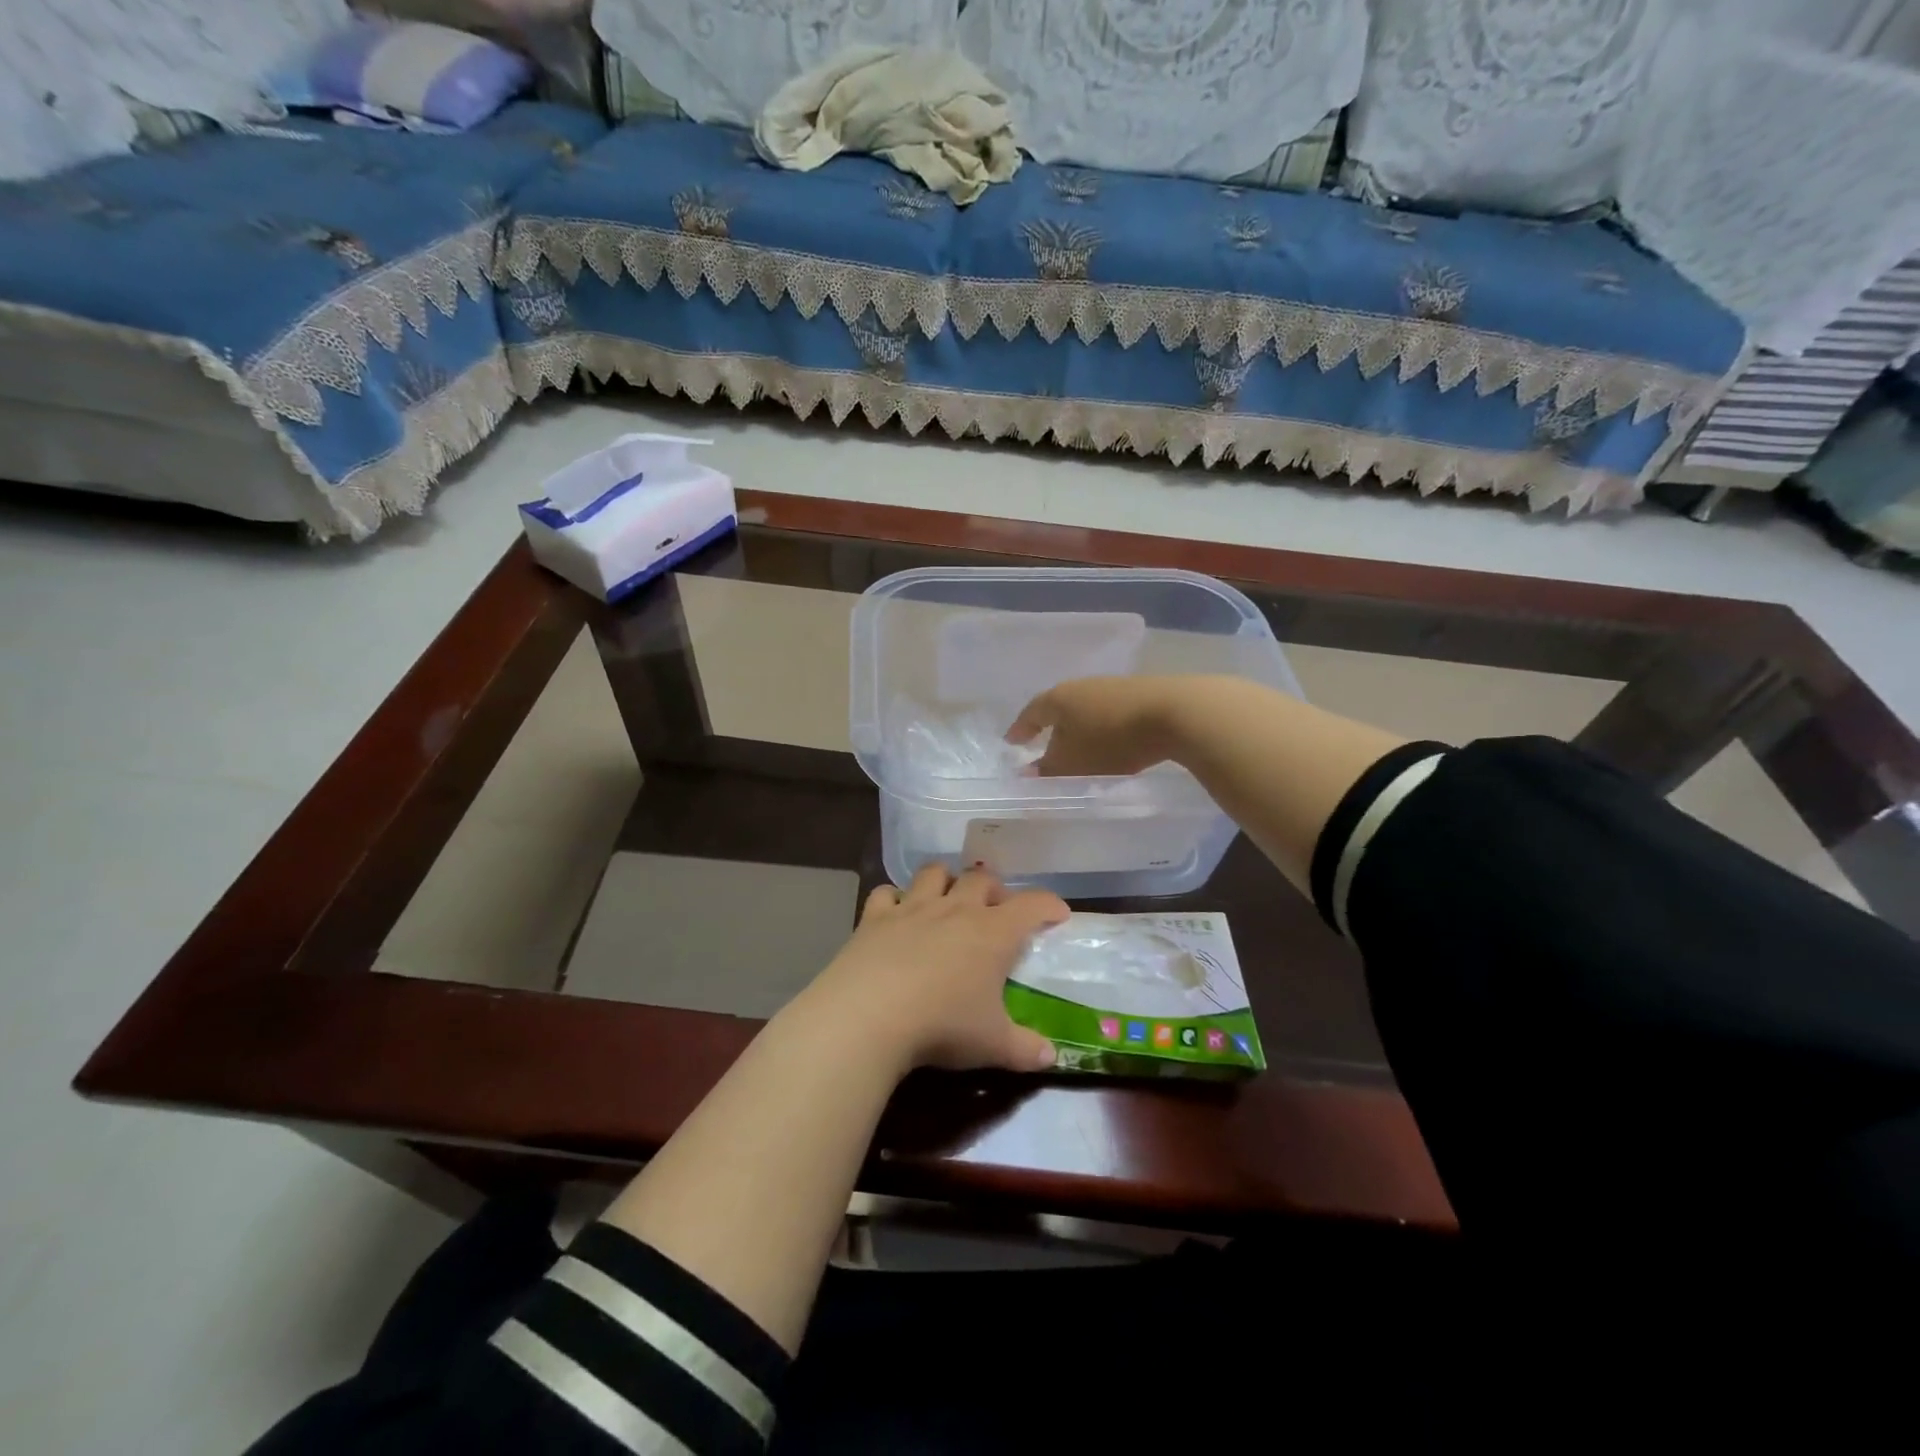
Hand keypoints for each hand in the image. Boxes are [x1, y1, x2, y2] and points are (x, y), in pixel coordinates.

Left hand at [798, 864, 1068, 1074]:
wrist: (869, 1016)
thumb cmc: (943, 1026)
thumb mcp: (993, 1045)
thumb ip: (1025, 1050)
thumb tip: (1051, 1058)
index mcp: (993, 933)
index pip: (1032, 905)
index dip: (1049, 905)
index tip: (1058, 914)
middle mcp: (956, 909)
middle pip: (982, 877)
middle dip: (994, 888)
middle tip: (997, 910)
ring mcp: (912, 908)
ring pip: (935, 873)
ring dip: (946, 880)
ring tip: (948, 899)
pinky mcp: (875, 917)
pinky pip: (886, 893)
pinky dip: (893, 899)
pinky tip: (895, 914)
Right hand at [1007, 675, 1184, 776]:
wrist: (1173, 714)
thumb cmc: (1111, 740)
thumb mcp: (1073, 764)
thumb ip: (1048, 772)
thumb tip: (1027, 775)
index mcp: (1058, 699)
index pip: (1030, 713)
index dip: (1020, 730)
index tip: (1011, 742)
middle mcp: (1081, 686)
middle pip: (1059, 708)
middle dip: (1052, 728)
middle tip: (1044, 746)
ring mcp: (1112, 687)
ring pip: (1086, 710)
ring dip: (1080, 729)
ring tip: (1080, 748)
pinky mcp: (1140, 694)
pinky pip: (1110, 714)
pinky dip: (1103, 729)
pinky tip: (1111, 743)